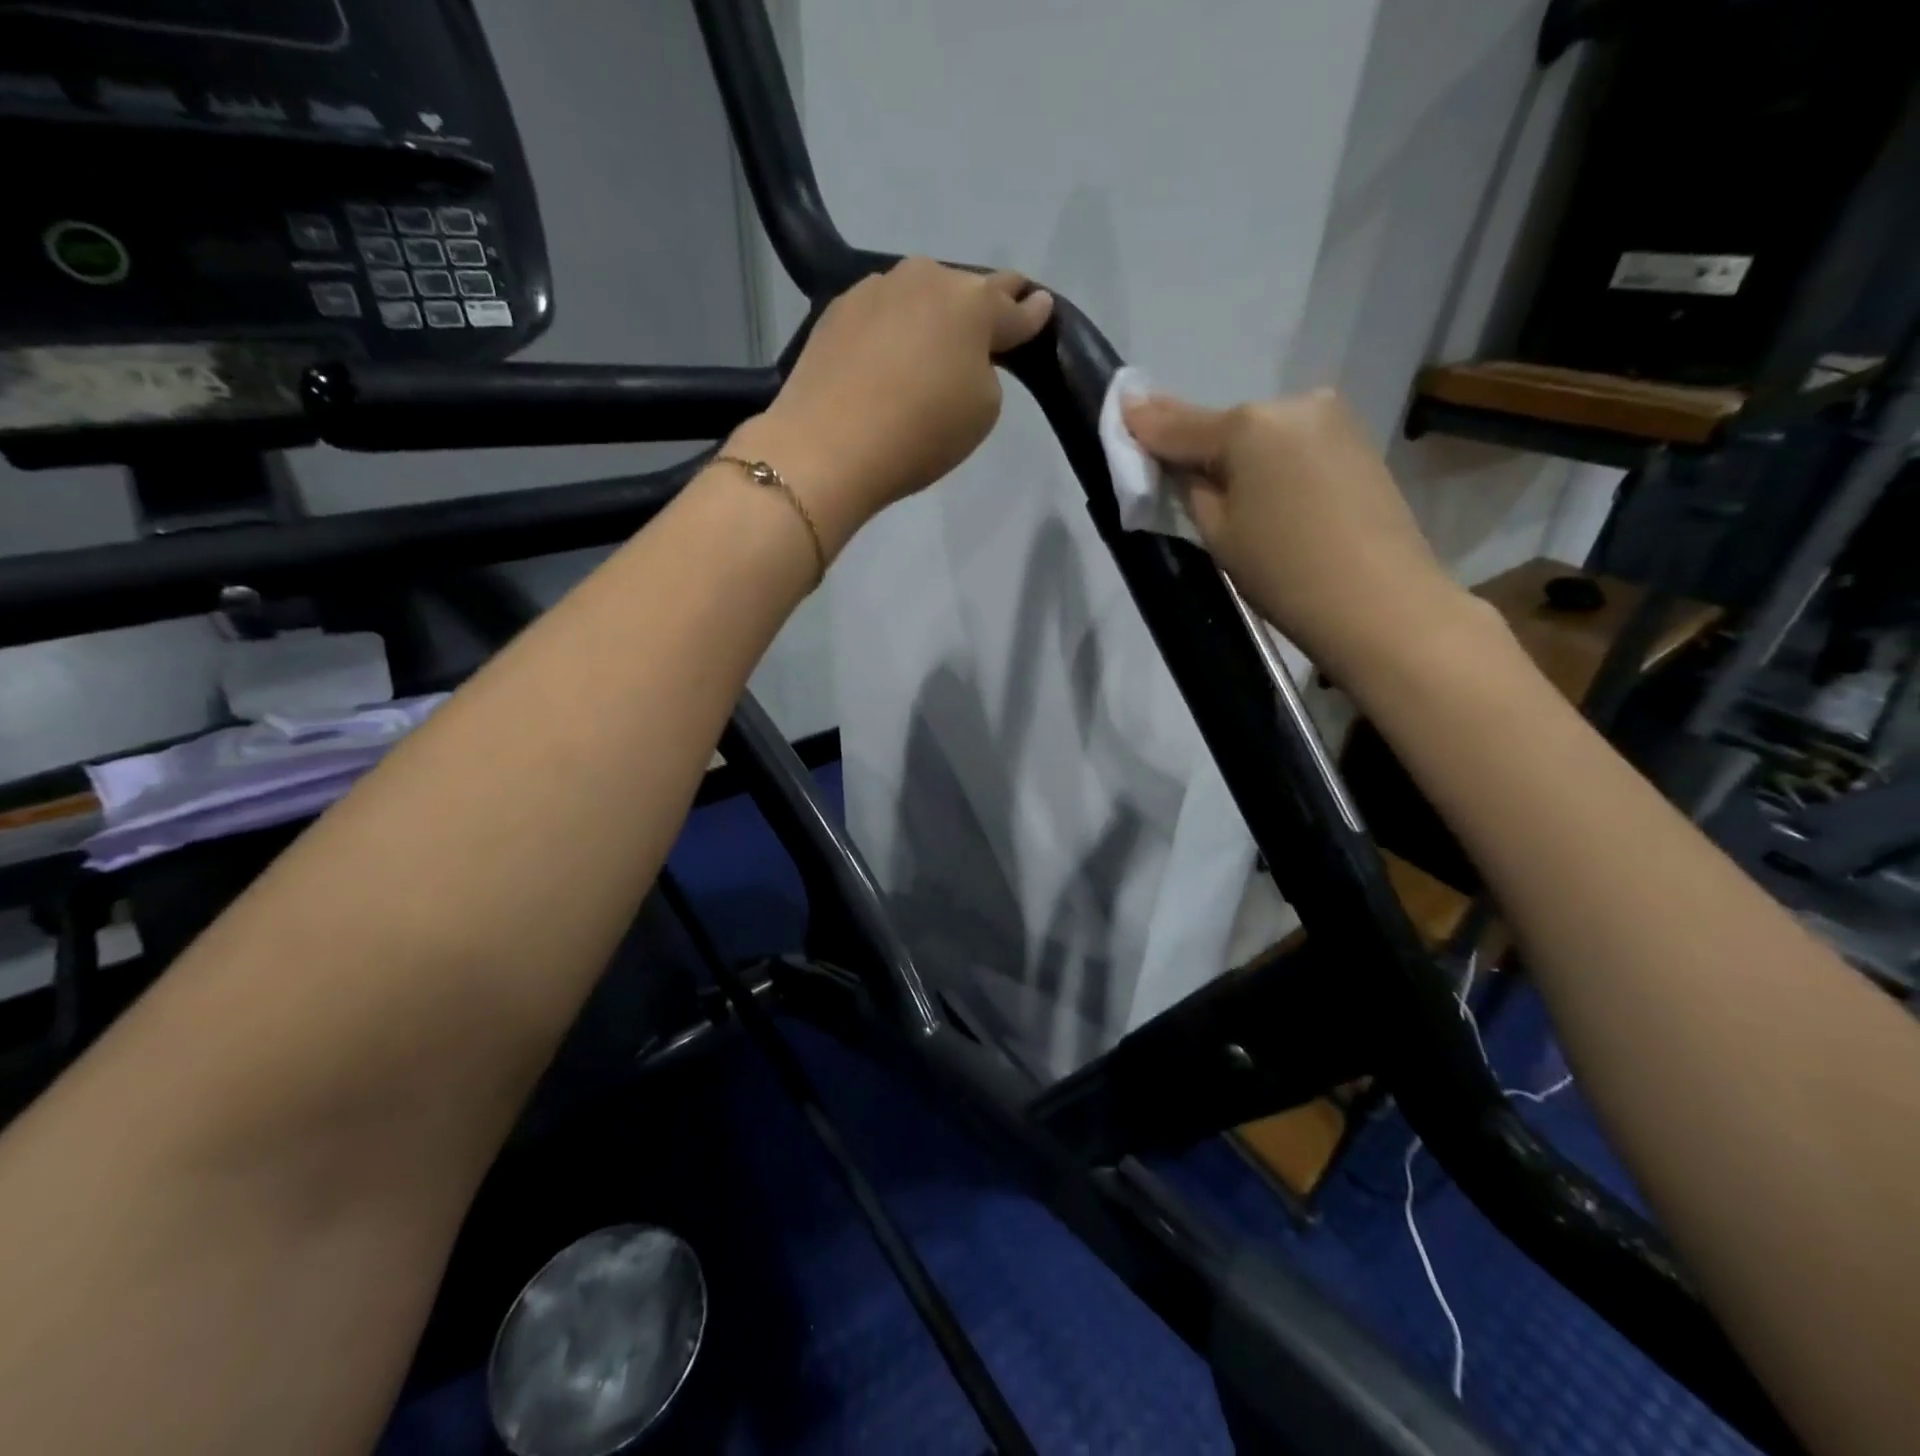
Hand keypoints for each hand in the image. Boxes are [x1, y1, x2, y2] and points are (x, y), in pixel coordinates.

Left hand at [733, 258, 1053, 557]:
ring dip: (931, 315)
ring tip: (928, 349)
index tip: (1042, 308)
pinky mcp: (837, 309)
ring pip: (919, 295)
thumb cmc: (920, 432)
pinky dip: (892, 329)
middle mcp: (926, 279)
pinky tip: (886, 357)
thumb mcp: (982, 411)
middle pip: (965, 289)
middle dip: (980, 307)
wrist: (828, 446)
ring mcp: (876, 289)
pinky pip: (881, 312)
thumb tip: (968, 353)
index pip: (1014, 305)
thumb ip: (989, 371)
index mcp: (974, 303)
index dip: (1032, 312)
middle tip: (985, 331)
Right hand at [1122, 388, 1478, 680]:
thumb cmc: (1283, 572)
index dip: (1144, 424)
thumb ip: (1187, 484)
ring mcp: (1332, 419)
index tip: (1119, 411)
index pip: (1178, 423)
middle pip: (1224, 427)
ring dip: (1238, 458)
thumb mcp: (1217, 532)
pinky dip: (1271, 464)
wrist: (1381, 604)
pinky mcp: (1357, 442)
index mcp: (1249, 424)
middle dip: (1199, 449)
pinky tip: (1270, 499)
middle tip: (1176, 479)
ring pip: (1261, 435)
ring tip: (1232, 502)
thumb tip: (1173, 457)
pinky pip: (1292, 446)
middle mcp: (1293, 403)